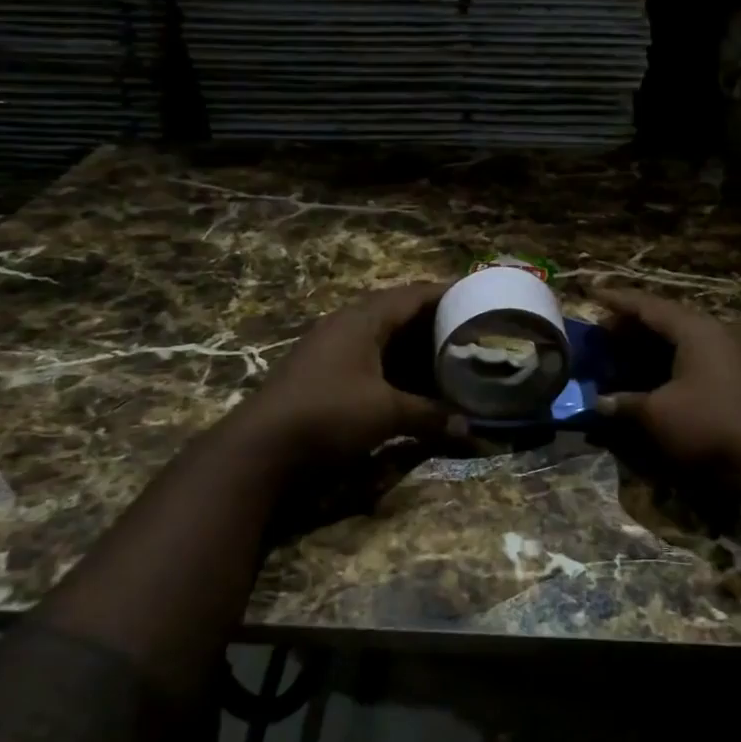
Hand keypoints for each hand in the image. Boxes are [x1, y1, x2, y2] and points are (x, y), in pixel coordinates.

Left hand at [242, 282, 456, 461]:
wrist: (261, 447)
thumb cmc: (328, 414)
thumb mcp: (386, 413)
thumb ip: (430, 416)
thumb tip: (471, 428)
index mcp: (364, 319)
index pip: (414, 294)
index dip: (448, 294)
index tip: (479, 297)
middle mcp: (347, 324)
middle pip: (399, 312)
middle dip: (434, 321)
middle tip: (469, 330)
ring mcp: (331, 348)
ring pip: (383, 337)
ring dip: (414, 346)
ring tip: (448, 355)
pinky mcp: (324, 372)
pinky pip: (370, 357)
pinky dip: (395, 365)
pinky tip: (413, 381)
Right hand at [592, 287, 740, 489]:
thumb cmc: (707, 425)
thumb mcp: (657, 414)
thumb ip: (624, 402)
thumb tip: (599, 402)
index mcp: (695, 330)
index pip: (648, 306)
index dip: (617, 301)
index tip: (592, 294)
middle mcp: (715, 334)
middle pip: (666, 320)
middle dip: (632, 325)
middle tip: (602, 332)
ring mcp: (731, 357)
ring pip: (682, 340)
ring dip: (650, 345)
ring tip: (621, 353)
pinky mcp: (738, 379)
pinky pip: (694, 358)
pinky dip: (668, 362)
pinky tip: (651, 376)